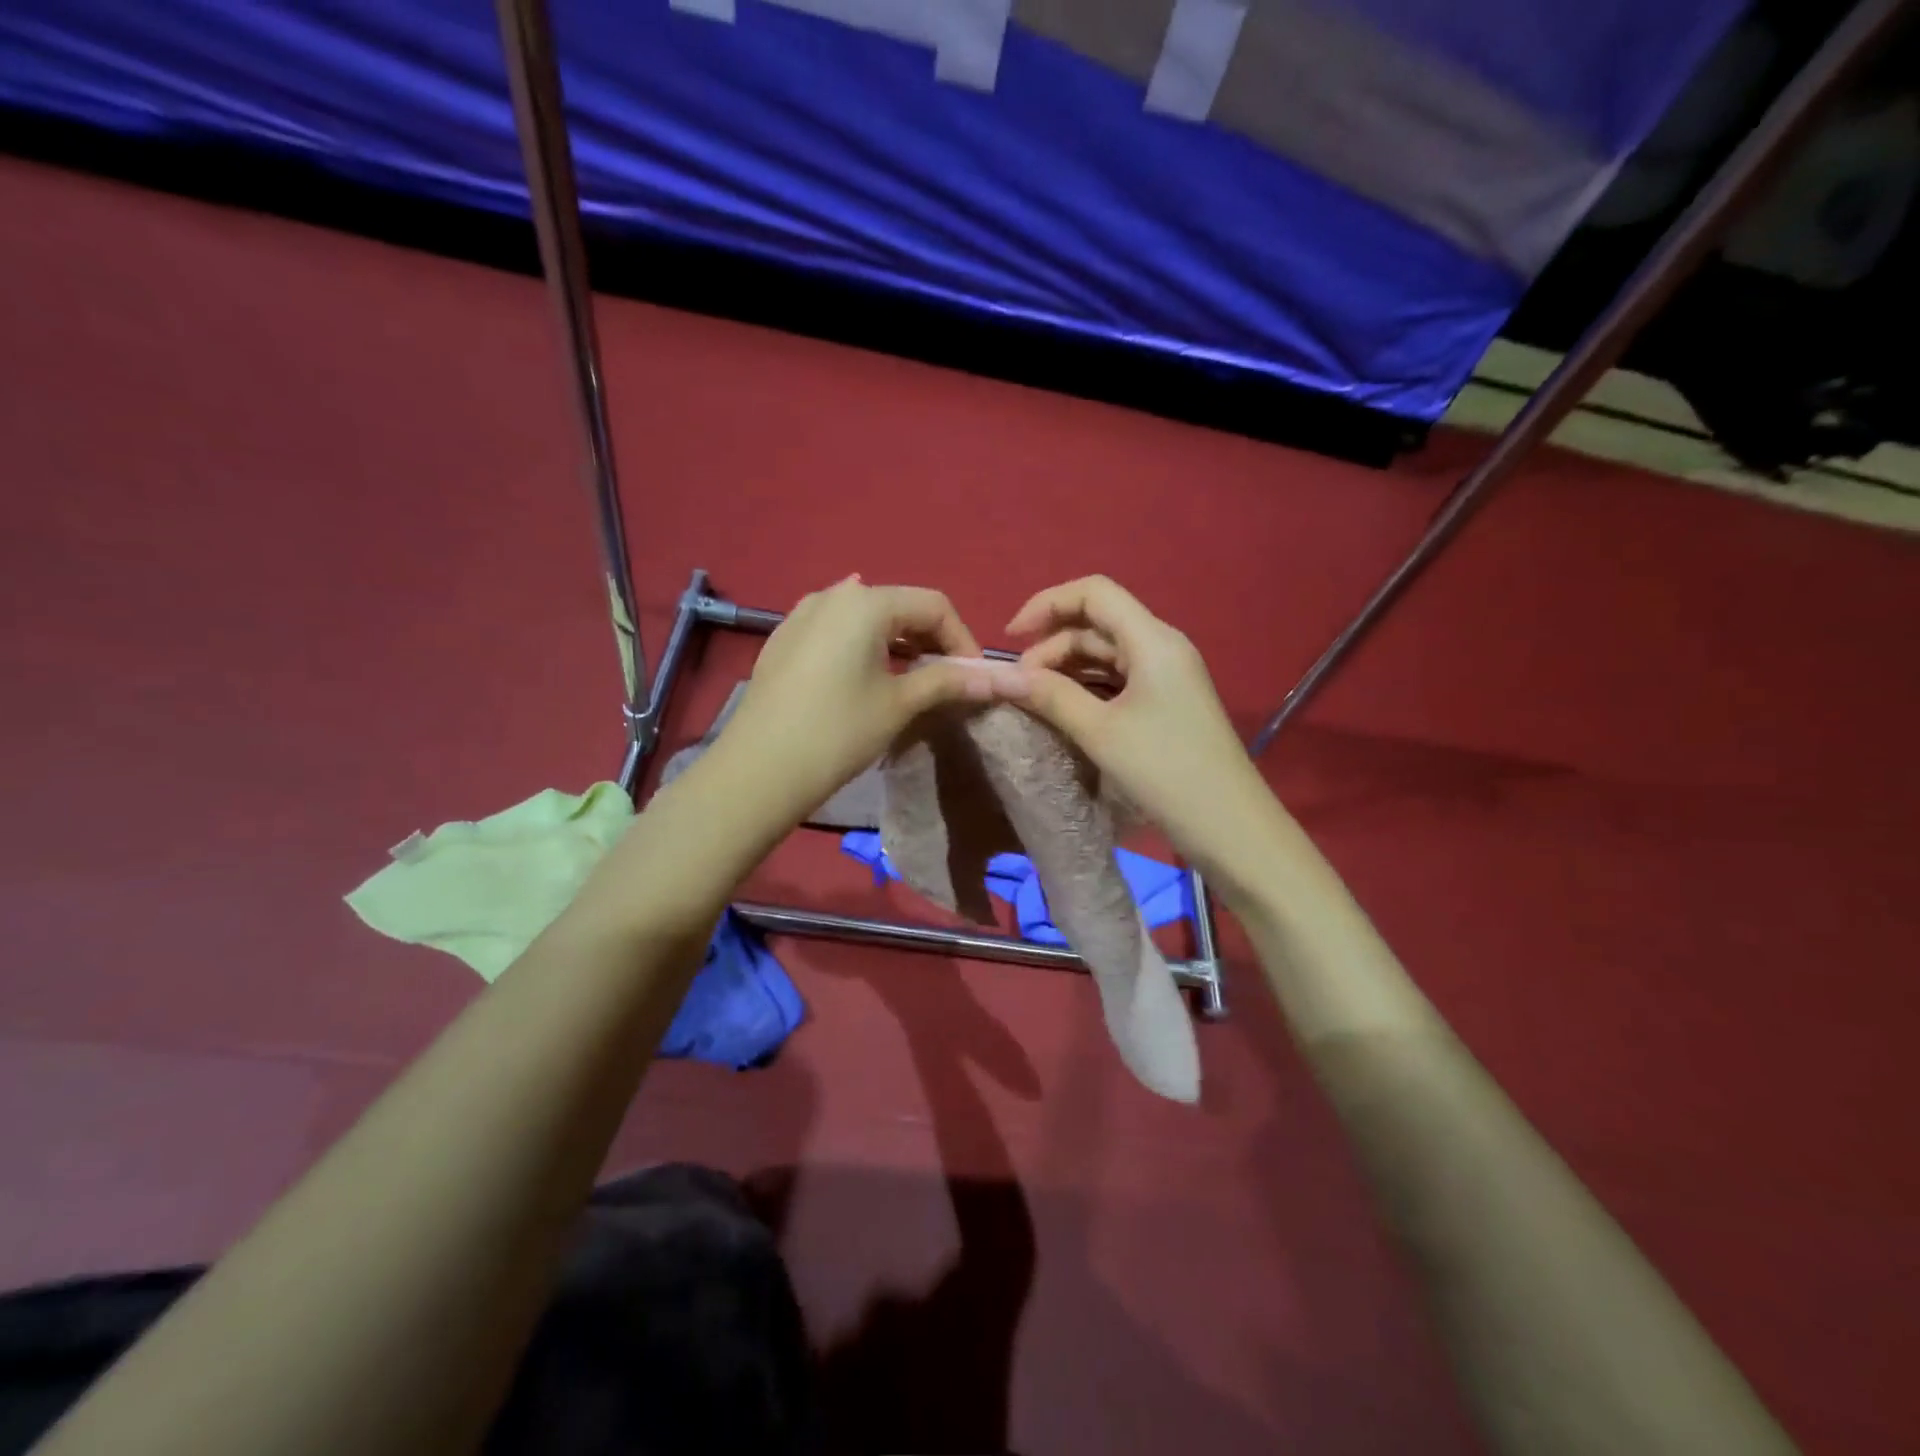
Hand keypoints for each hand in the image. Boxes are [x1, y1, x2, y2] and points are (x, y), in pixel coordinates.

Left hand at [717, 577, 995, 819]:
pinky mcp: (783, 640)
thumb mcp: (900, 704)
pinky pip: (837, 632)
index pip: (934, 605)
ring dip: (898, 644)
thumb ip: (949, 681)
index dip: (963, 639)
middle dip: (931, 640)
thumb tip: (1001, 678)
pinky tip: (865, 679)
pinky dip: (863, 648)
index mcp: (866, 602)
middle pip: (900, 606)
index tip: (974, 678)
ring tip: (911, 681)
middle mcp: (832, 595)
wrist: (759, 770)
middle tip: (947, 681)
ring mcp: (802, 615)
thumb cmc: (838, 732)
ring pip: (867, 619)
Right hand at [993, 576, 1281, 879]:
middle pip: (1097, 624)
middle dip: (1051, 646)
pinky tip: (1063, 712)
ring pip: (1105, 655)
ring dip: (1066, 670)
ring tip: (1033, 701)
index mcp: (1152, 640)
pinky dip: (1086, 690)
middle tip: (1019, 687)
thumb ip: (1048, 696)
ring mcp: (1166, 677)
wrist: (1230, 828)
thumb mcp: (1100, 732)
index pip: (1094, 593)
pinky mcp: (1166, 705)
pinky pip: (1117, 682)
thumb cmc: (1165, 772)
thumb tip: (998, 675)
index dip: (1047, 604)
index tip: (1010, 638)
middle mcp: (1162, 648)